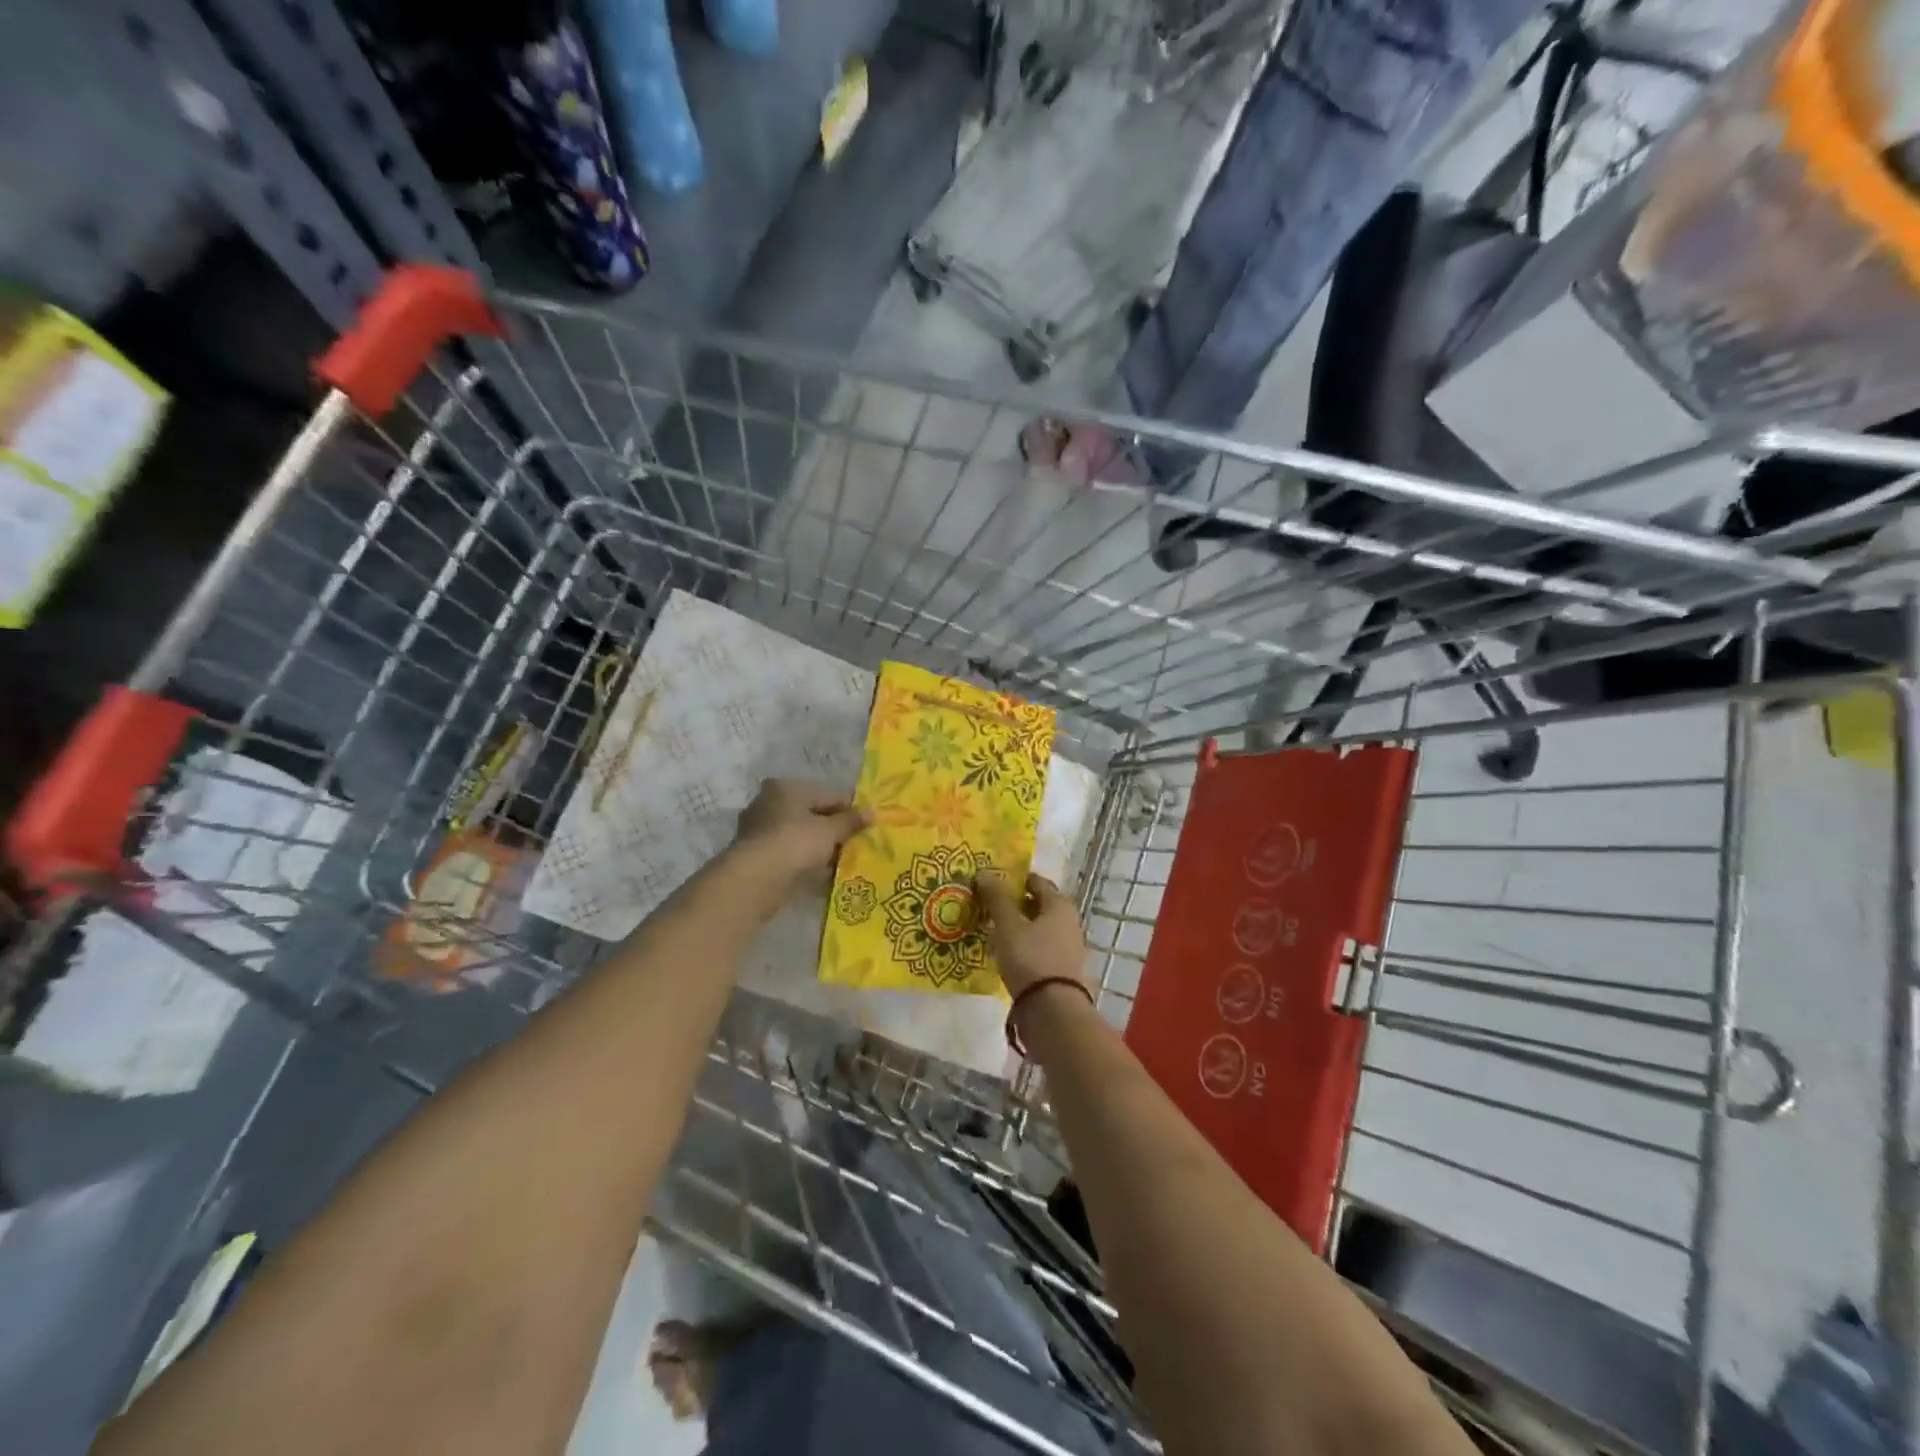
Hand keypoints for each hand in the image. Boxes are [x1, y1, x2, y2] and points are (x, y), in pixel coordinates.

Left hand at [730, 778, 870, 886]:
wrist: (755, 879)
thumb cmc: (795, 842)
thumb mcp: (830, 830)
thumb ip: (851, 821)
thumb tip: (872, 811)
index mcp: (786, 788)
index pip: (827, 794)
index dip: (850, 808)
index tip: (867, 823)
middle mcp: (768, 803)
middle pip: (811, 814)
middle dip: (833, 829)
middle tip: (856, 844)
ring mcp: (758, 830)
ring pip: (799, 836)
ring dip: (819, 847)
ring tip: (842, 861)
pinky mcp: (755, 856)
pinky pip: (789, 854)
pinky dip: (805, 861)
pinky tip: (822, 874)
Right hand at [974, 871, 1088, 998]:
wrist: (1053, 1011)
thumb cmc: (1031, 958)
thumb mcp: (1008, 925)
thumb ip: (996, 899)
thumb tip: (984, 873)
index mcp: (1060, 905)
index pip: (1037, 882)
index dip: (1015, 880)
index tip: (993, 884)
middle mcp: (1070, 922)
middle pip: (1040, 906)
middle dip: (1016, 905)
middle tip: (989, 908)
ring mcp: (1069, 948)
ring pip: (1040, 929)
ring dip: (1020, 928)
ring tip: (994, 932)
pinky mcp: (1064, 971)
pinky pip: (1041, 950)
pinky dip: (1026, 948)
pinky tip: (1007, 955)